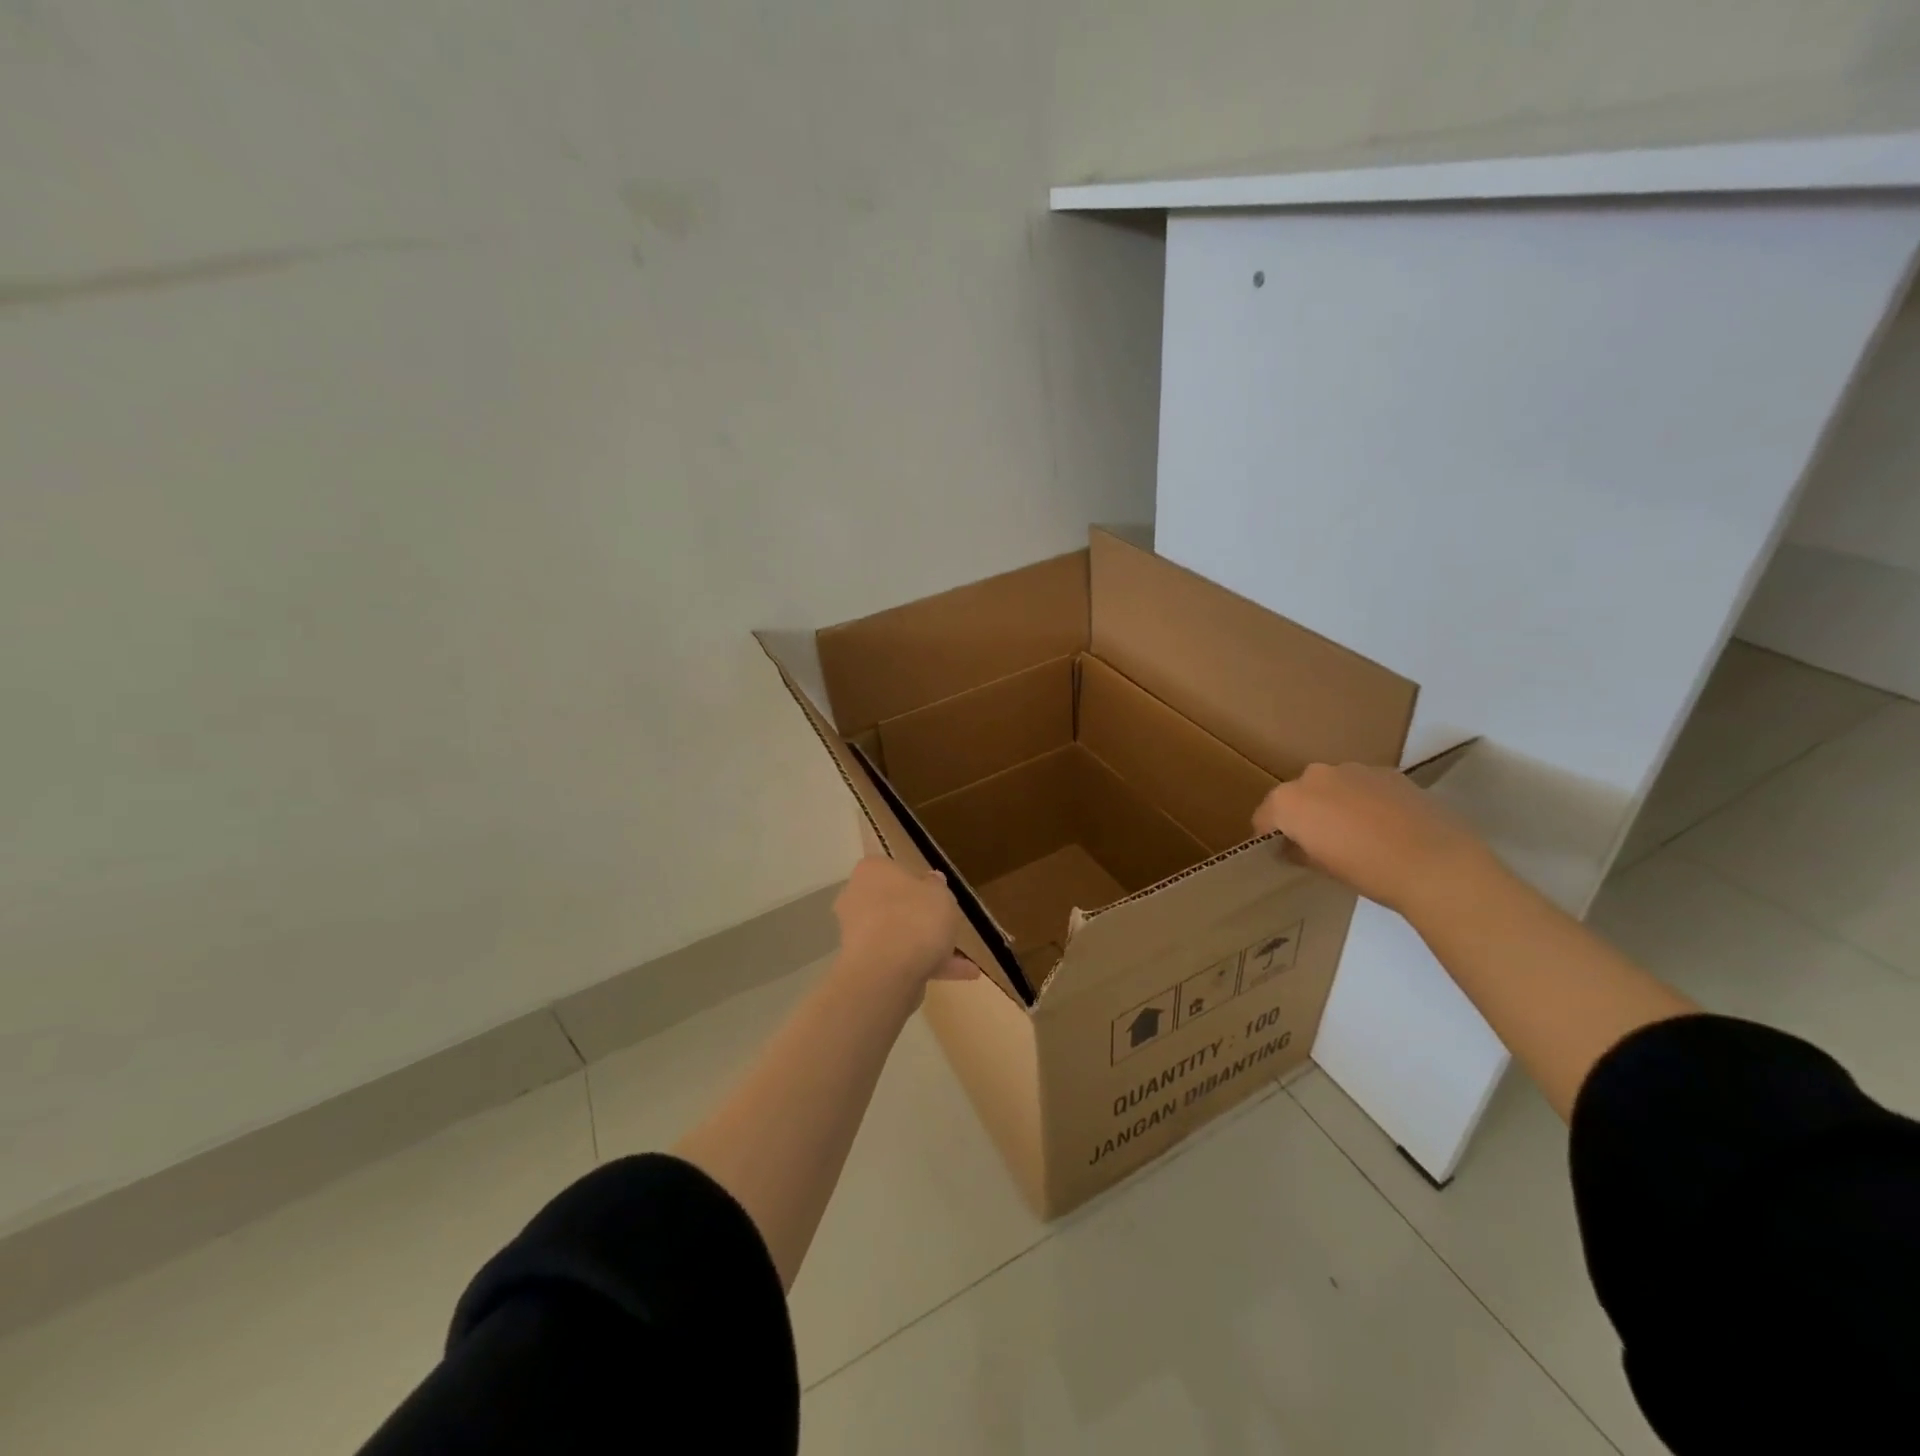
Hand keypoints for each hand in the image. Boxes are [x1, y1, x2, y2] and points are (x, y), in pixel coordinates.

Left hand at [833, 857, 978, 988]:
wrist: (886, 972)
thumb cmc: (915, 917)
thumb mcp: (940, 894)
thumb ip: (936, 886)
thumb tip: (931, 880)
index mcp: (872, 871)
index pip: (892, 869)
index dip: (917, 881)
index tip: (937, 894)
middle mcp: (857, 899)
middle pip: (894, 904)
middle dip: (920, 917)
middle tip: (947, 925)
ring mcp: (859, 934)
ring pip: (898, 936)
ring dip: (928, 946)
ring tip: (965, 961)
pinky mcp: (865, 965)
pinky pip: (900, 960)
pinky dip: (927, 966)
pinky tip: (960, 976)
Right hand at [1252, 762, 1492, 916]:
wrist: (1436, 864)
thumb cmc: (1367, 871)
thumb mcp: (1322, 868)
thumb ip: (1299, 851)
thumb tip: (1293, 846)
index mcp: (1289, 801)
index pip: (1265, 816)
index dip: (1270, 835)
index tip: (1281, 851)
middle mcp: (1314, 776)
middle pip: (1297, 795)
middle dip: (1303, 814)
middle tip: (1321, 842)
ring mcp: (1352, 769)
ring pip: (1331, 786)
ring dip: (1334, 803)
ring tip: (1357, 832)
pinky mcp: (1387, 771)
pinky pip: (1362, 785)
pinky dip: (1364, 799)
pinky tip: (1384, 824)